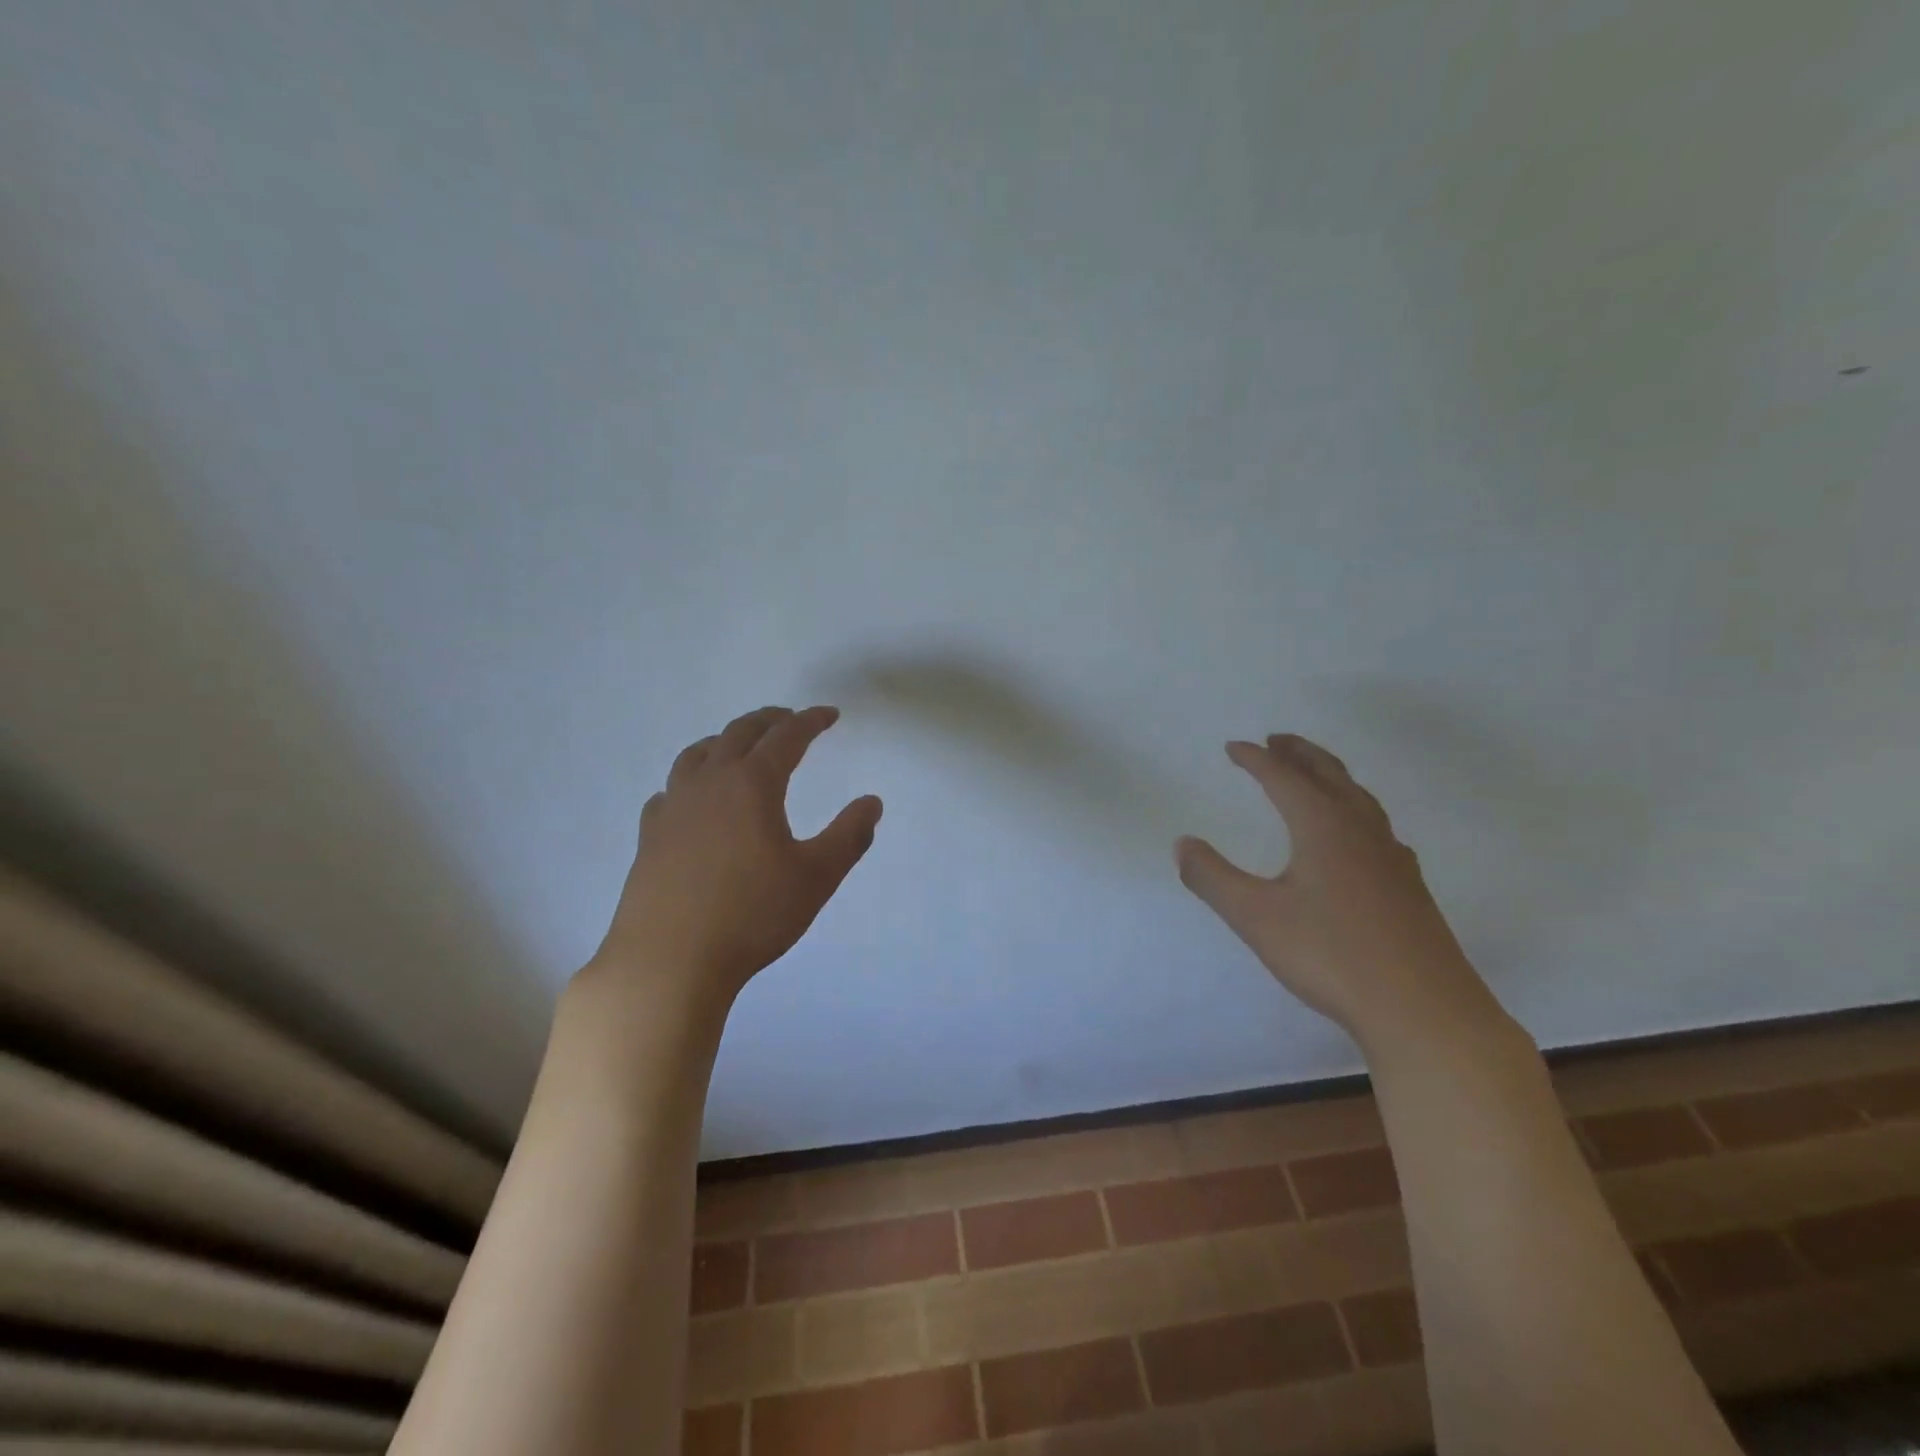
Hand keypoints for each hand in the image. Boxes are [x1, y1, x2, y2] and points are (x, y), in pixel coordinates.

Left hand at [587, 705, 881, 1011]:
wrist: (669, 961)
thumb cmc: (752, 915)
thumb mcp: (817, 877)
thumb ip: (849, 835)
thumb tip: (871, 802)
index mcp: (752, 784)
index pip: (786, 737)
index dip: (811, 721)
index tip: (829, 714)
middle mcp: (709, 784)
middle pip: (738, 734)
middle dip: (768, 721)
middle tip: (789, 719)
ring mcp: (673, 808)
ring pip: (697, 755)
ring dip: (724, 742)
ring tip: (738, 747)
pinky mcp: (649, 837)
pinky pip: (670, 791)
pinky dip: (689, 781)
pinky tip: (693, 800)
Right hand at [1175, 735, 1504, 1051]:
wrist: (1423, 1010)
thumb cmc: (1331, 955)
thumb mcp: (1255, 916)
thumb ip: (1212, 877)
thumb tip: (1182, 843)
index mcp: (1324, 826)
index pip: (1284, 778)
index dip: (1256, 759)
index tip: (1233, 747)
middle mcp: (1361, 830)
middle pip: (1330, 775)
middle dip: (1300, 754)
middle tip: (1278, 740)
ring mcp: (1392, 858)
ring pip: (1360, 798)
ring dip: (1331, 777)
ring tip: (1314, 775)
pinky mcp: (1409, 887)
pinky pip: (1377, 827)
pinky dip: (1355, 811)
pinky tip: (1357, 836)